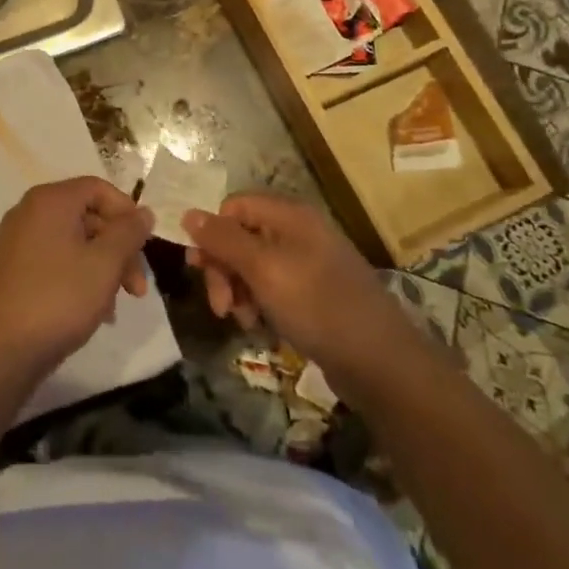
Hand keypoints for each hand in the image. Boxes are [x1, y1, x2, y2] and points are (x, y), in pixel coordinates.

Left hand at [0, 177, 153, 379]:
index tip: (145, 245)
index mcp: (50, 200)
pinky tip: (95, 310)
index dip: (127, 212)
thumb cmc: (59, 298)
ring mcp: (19, 240)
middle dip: (119, 248)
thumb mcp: (105, 264)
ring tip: (117, 305)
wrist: (1, 350)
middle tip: (138, 287)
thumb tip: (143, 212)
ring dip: (103, 267)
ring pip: (75, 241)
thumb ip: (128, 233)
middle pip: (88, 215)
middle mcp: (31, 211)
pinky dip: (80, 276)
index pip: (98, 188)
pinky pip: (57, 260)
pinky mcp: (14, 268)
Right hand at [182, 191, 410, 386]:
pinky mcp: (315, 294)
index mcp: (290, 215)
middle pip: (242, 236)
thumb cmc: (317, 305)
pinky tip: (259, 326)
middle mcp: (299, 231)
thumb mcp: (263, 269)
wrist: (380, 362)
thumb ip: (223, 240)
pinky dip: (259, 303)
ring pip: (254, 265)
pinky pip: (274, 287)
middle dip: (223, 268)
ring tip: (242, 321)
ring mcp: (309, 263)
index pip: (234, 206)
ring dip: (239, 290)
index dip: (213, 233)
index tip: (199, 267)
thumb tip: (188, 213)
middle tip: (220, 307)